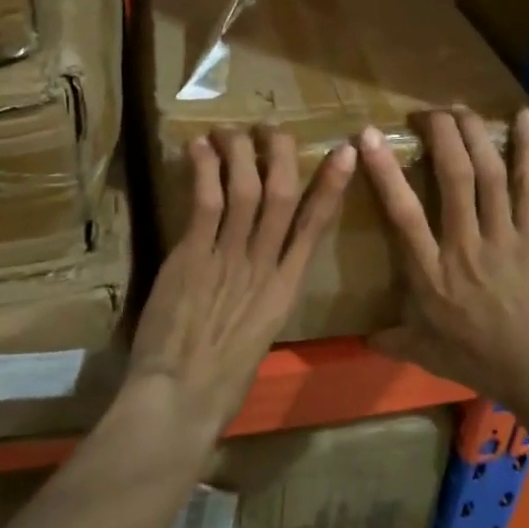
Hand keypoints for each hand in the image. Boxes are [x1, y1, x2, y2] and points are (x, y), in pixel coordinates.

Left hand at [128, 127, 356, 442]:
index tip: (345, 153)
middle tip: (271, 128)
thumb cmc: (221, 382)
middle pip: (282, 196)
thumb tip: (259, 274)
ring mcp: (229, 258)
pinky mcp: (193, 256)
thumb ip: (261, 298)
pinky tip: (199, 148)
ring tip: (230, 130)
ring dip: (240, 153)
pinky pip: (206, 203)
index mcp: (286, 290)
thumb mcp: (258, 336)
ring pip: (246, 191)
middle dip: (281, 155)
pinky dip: (205, 171)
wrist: (182, 398)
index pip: (316, 227)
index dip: (331, 186)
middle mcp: (264, 266)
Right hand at [359, 108, 528, 412]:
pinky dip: (526, 148)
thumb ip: (396, 340)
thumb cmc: (486, 364)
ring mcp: (505, 236)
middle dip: (438, 135)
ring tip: (459, 108)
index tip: (368, 137)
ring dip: (473, 134)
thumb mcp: (431, 356)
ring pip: (488, 173)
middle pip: (452, 177)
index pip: (403, 213)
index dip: (385, 171)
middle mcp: (465, 245)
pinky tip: (523, 116)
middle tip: (425, 111)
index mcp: (432, 274)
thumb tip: (362, 338)